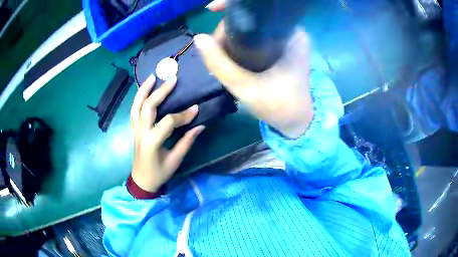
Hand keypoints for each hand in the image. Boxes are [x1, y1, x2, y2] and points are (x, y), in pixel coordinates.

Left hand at [130, 75, 204, 191]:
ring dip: (143, 90)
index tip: (196, 109)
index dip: (183, 115)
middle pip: (148, 107)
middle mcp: (141, 132)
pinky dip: (138, 99)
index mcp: (152, 142)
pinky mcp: (134, 129)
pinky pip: (134, 111)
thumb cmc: (159, 173)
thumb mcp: (175, 160)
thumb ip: (186, 142)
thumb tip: (200, 125)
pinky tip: (144, 91)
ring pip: (137, 106)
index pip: (169, 122)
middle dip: (160, 92)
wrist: (141, 181)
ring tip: (152, 77)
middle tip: (172, 79)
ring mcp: (136, 130)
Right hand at [195, 2, 313, 138]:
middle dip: (228, 27)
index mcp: (292, 35)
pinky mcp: (282, 48)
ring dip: (231, 35)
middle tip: (214, 47)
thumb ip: (220, 65)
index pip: (259, 9)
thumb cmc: (279, 106)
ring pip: (252, 26)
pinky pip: (256, 36)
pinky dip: (239, 41)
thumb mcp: (246, 88)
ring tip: (218, 53)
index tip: (212, 8)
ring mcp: (287, 39)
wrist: (297, 122)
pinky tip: (229, 53)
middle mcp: (292, 32)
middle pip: (253, 17)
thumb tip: (198, 39)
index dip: (233, 5)